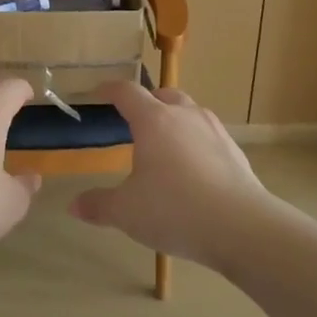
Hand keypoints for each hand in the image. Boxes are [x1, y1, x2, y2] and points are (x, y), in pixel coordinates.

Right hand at [68, 82, 281, 270]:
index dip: (109, 89)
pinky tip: (194, 170)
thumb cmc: (174, 210)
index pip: (126, 92)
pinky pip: (209, 137)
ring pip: (190, 113)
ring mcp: (214, 132)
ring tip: (165, 145)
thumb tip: (73, 205)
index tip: (98, 93)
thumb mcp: (127, 212)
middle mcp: (185, 116)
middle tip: (134, 119)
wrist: (242, 227)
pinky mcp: (235, 153)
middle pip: (163, 96)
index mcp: (153, 120)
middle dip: (147, 102)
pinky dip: (196, 144)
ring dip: (174, 121)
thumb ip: (99, 205)